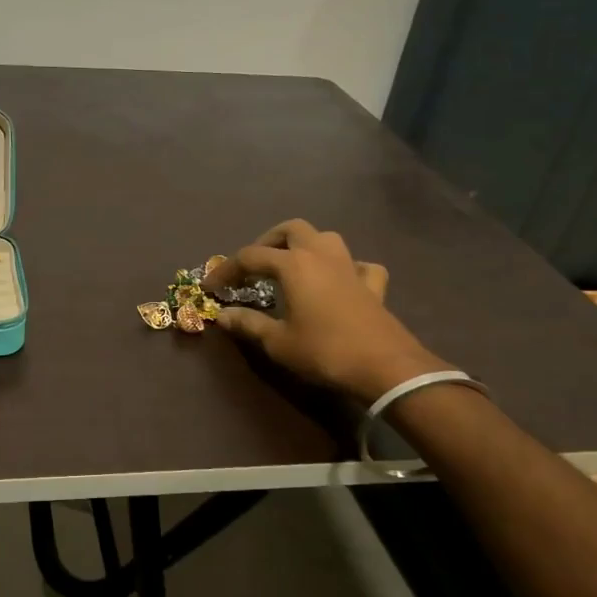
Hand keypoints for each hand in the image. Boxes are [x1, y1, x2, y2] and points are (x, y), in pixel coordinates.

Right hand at [204, 219, 447, 401]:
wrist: (385, 366)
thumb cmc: (324, 351)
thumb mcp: (278, 342)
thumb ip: (249, 323)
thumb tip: (223, 315)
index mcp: (293, 264)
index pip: (250, 256)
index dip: (226, 269)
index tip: (211, 287)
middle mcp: (320, 255)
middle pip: (290, 229)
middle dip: (268, 242)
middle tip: (254, 266)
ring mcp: (350, 266)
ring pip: (325, 237)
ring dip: (305, 245)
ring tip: (292, 266)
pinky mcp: (372, 284)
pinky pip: (358, 264)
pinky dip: (345, 267)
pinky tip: (339, 281)